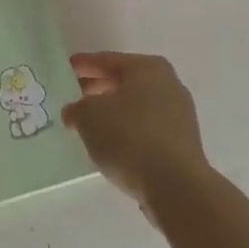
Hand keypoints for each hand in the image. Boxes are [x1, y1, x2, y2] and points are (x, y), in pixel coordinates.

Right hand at [62, 51, 211, 207]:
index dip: (83, 65)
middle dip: (98, 88)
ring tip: (90, 123)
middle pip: (125, 81)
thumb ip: (77, 108)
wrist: (176, 186)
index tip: (66, 68)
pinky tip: (112, 143)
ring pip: (137, 106)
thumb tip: (75, 112)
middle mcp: (168, 84)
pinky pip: (147, 128)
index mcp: (147, 67)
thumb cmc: (129, 137)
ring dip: (113, 111)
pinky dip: (128, 130)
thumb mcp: (89, 116)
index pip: (107, 61)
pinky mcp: (182, 143)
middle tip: (75, 95)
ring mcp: (179, 114)